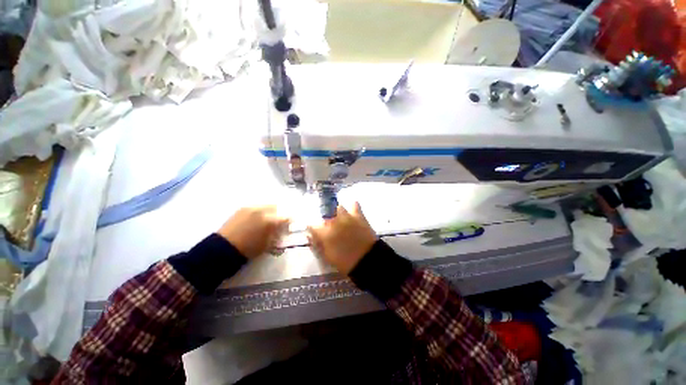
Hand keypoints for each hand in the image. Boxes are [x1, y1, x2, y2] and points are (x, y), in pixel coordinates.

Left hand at [218, 206, 289, 258]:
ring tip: (267, 219)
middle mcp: (262, 211)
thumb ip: (277, 234)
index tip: (289, 224)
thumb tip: (282, 230)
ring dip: (270, 211)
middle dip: (280, 213)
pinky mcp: (243, 208)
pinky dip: (260, 211)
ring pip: (267, 205)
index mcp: (269, 221)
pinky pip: (257, 207)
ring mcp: (251, 208)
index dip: (289, 221)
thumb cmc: (248, 250)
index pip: (286, 217)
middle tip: (279, 221)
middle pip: (277, 207)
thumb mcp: (268, 244)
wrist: (223, 248)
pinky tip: (257, 218)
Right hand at [307, 202, 377, 274]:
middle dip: (327, 222)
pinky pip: (354, 204)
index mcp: (325, 233)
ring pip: (339, 208)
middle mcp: (334, 221)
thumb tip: (310, 235)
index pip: (312, 225)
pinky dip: (353, 207)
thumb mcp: (327, 257)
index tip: (315, 232)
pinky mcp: (358, 215)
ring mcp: (346, 216)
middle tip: (332, 229)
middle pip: (326, 216)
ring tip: (342, 220)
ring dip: (339, 213)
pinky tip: (353, 213)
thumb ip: (317, 244)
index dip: (313, 229)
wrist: (367, 260)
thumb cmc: (345, 262)